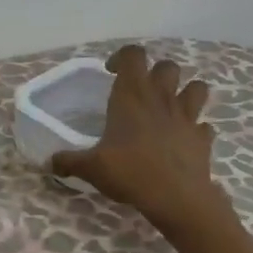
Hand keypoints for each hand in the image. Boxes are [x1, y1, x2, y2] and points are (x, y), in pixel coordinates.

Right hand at [52, 46, 223, 229]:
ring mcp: (187, 117)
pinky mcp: (202, 138)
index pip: (133, 55)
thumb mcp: (91, 167)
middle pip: (167, 66)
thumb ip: (68, 161)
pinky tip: (182, 140)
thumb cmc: (130, 172)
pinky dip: (195, 129)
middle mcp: (161, 98)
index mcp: (132, 96)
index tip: (111, 73)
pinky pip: (203, 125)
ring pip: (197, 87)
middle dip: (155, 73)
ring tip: (169, 108)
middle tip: (140, 92)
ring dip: (185, 92)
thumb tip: (49, 162)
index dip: (122, 58)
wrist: (176, 198)